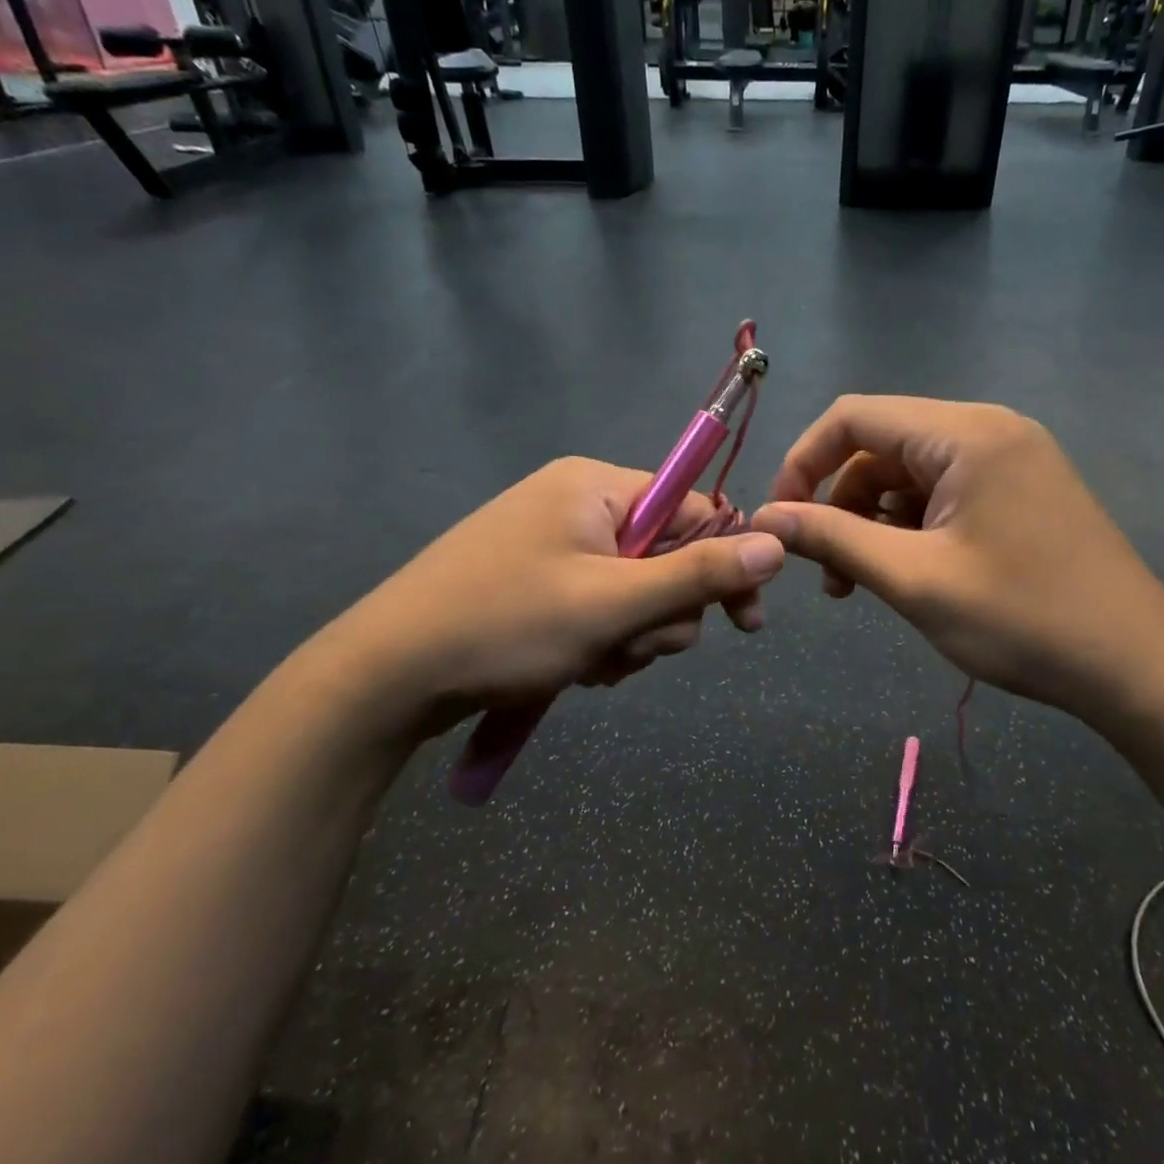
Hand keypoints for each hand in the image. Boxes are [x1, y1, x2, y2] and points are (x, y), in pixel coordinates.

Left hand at [321, 457, 784, 734]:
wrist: (387, 676)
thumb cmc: (506, 626)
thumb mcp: (613, 604)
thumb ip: (698, 574)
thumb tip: (776, 543)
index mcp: (595, 488)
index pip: (693, 511)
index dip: (724, 566)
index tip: (746, 623)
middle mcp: (577, 505)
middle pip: (665, 558)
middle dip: (659, 616)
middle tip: (629, 650)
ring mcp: (552, 546)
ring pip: (634, 593)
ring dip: (629, 637)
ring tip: (590, 666)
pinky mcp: (536, 584)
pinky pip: (598, 608)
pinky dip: (599, 643)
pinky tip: (572, 669)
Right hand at [750, 396, 1163, 725]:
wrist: (1135, 666)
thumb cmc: (1022, 620)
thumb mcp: (913, 579)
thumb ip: (832, 538)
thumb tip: (766, 518)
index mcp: (965, 433)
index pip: (853, 417)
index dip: (803, 462)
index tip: (781, 519)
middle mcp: (988, 430)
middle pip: (881, 446)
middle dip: (841, 503)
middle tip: (828, 573)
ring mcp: (1011, 460)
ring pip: (909, 475)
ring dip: (873, 522)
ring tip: (862, 584)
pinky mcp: (1021, 491)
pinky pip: (944, 494)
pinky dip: (911, 528)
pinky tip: (908, 574)